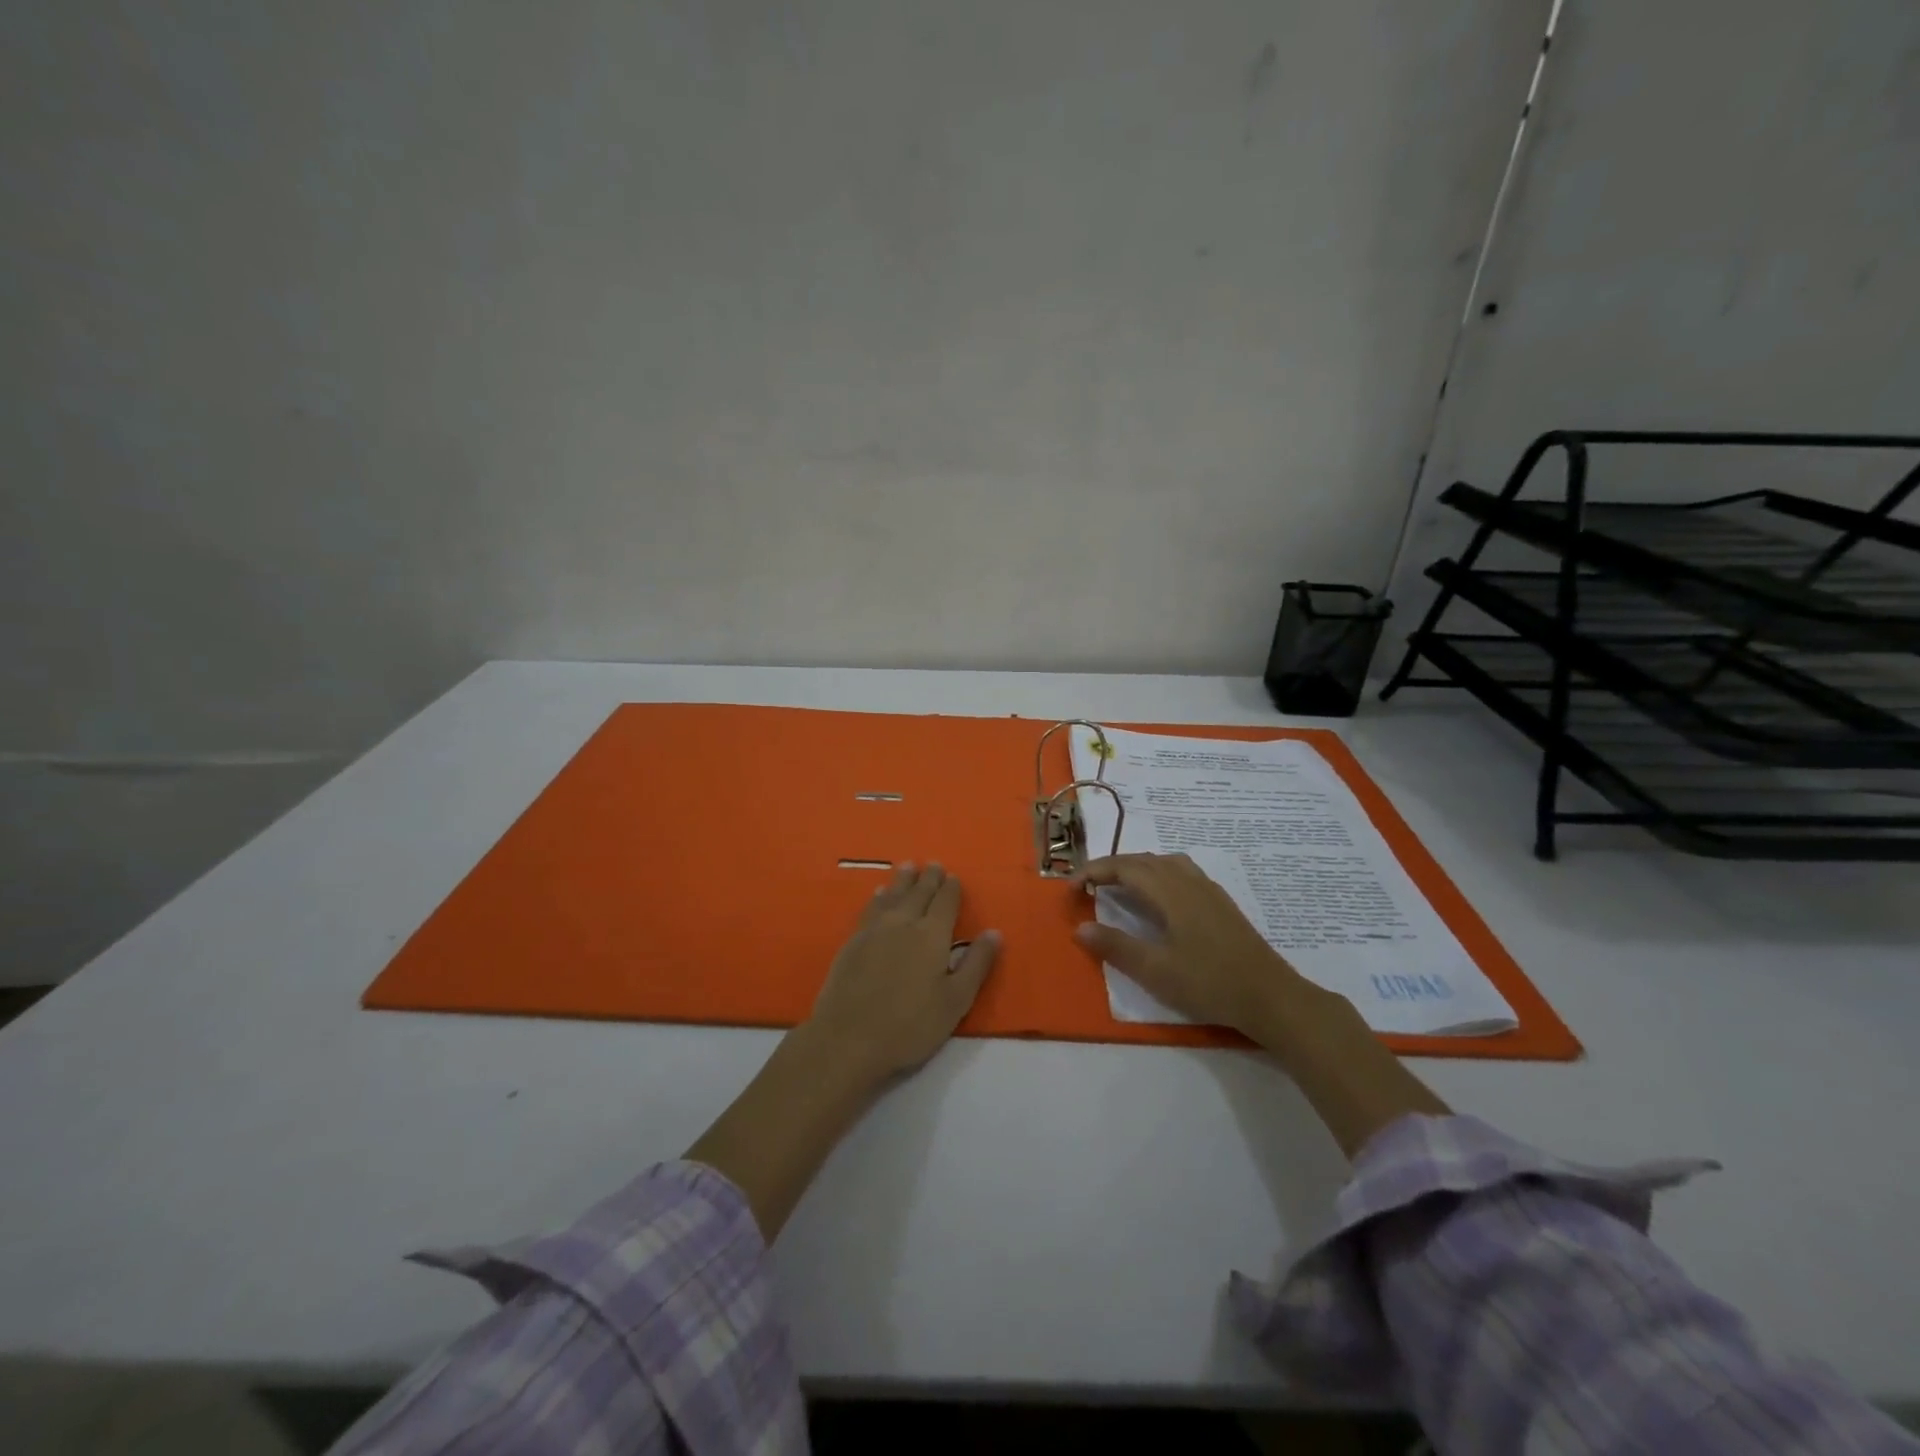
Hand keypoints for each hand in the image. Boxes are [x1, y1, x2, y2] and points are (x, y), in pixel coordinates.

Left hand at [805, 862, 999, 1085]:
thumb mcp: (955, 1001)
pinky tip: (879, 895)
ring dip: (903, 880)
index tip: (953, 876)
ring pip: (892, 895)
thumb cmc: (910, 1025)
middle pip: (918, 893)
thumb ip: (976, 964)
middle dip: (928, 878)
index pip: (945, 902)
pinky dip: (879, 897)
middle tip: (933, 864)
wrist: (848, 1038)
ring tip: (908, 866)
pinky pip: (871, 908)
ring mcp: (874, 930)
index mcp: (932, 935)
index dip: (951, 888)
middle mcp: (904, 923)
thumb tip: (994, 932)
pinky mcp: (853, 942)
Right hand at [1072, 852, 1325, 1046]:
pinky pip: (1180, 872)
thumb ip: (1116, 947)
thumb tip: (1080, 927)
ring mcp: (1208, 890)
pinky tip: (1159, 898)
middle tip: (1088, 886)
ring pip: (1164, 863)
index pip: (1124, 867)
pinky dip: (1157, 874)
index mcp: (1170, 892)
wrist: (1271, 996)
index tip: (1071, 888)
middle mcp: (1188, 881)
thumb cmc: (1210, 983)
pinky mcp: (1220, 902)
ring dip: (1136, 867)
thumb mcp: (1156, 970)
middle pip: (1143, 860)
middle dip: (1111, 866)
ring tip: (1119, 886)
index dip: (1094, 871)